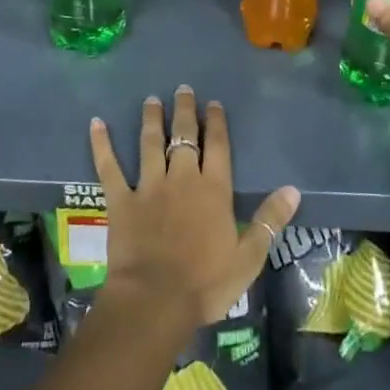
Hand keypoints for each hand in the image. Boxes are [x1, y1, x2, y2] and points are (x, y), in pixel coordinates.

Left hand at [89, 86, 299, 328]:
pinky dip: (102, 144)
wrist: (156, 300)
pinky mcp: (121, 200)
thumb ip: (269, 220)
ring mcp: (148, 186)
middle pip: (183, 136)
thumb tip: (293, 189)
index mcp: (213, 190)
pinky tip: (96, 123)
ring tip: (151, 100)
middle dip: (184, 111)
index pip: (217, 146)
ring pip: (149, 143)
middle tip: (182, 89)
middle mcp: (181, 178)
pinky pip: (109, 167)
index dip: (215, 123)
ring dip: (151, 119)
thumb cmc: (207, 283)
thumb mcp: (249, 256)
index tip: (212, 104)